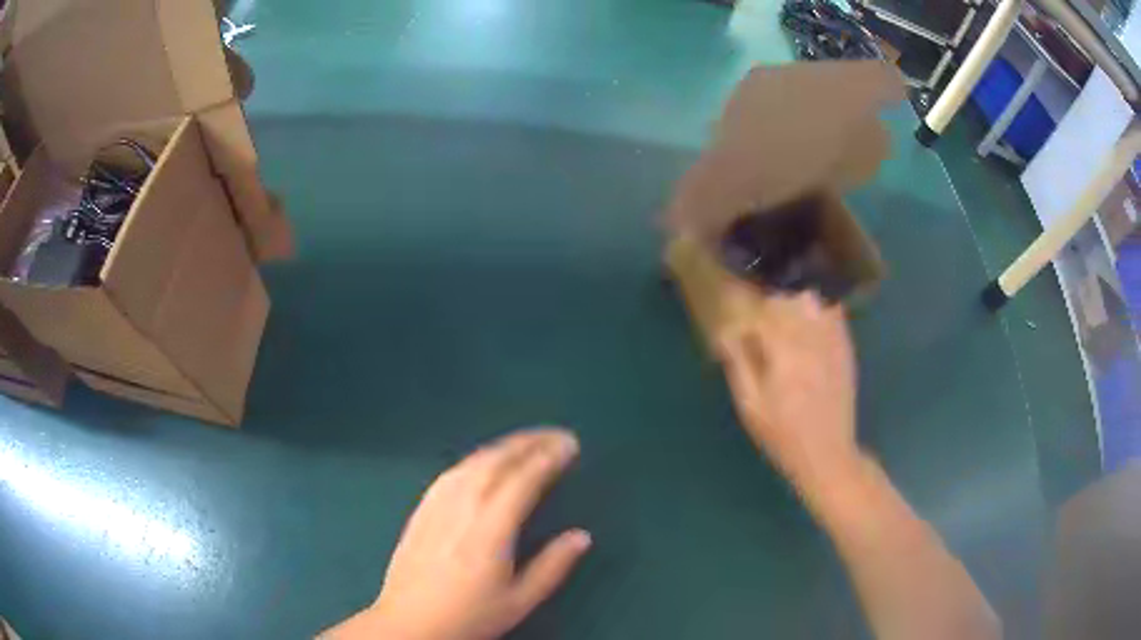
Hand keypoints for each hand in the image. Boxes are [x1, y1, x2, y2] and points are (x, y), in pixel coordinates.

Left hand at [323, 429, 590, 639]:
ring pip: (473, 462)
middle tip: (555, 435)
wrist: (409, 623)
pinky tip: (483, 460)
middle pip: (497, 461)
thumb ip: (552, 566)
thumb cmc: (469, 616)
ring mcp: (437, 505)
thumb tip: (581, 536)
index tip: (570, 444)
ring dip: (503, 446)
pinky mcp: (421, 509)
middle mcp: (463, 507)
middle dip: (529, 442)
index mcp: (491, 529)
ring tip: (527, 441)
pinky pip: (451, 472)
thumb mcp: (519, 600)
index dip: (548, 458)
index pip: (523, 480)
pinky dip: (476, 458)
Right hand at [718, 289, 859, 490]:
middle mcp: (810, 338)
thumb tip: (726, 333)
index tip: (736, 328)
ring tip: (784, 322)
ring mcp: (832, 341)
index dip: (744, 315)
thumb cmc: (783, 434)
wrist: (827, 453)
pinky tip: (809, 325)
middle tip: (758, 326)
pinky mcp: (845, 347)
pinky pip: (833, 313)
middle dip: (768, 306)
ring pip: (811, 300)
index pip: (761, 312)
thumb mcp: (751, 407)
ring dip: (793, 304)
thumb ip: (739, 364)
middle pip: (786, 300)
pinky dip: (818, 310)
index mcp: (784, 352)